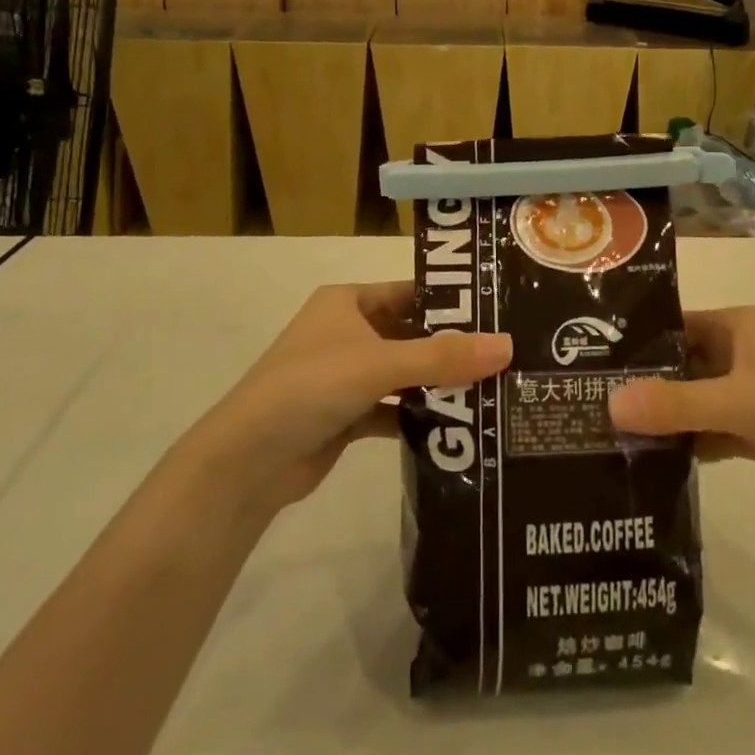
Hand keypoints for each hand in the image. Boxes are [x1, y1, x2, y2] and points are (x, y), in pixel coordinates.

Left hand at [185, 283, 511, 518]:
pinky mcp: (346, 415)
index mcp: (348, 302)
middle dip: (452, 347)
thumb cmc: (310, 387)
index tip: (498, 312)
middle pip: (411, 334)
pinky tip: (458, 427)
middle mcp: (347, 332)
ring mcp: (346, 375)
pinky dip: (419, 416)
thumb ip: (443, 356)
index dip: (451, 301)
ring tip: (494, 390)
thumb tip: (508, 345)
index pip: (410, 292)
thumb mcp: (379, 364)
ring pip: (404, 373)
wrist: (247, 462)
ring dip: (438, 383)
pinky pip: (393, 408)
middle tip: (506, 355)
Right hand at [608, 306, 754, 525]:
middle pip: (679, 364)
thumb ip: (676, 404)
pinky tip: (649, 460)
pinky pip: (709, 430)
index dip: (635, 341)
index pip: (673, 325)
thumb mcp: (740, 403)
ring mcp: (749, 394)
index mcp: (739, 326)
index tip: (587, 360)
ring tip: (604, 432)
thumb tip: (608, 404)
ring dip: (661, 417)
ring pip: (692, 400)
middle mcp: (740, 353)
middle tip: (585, 401)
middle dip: (641, 383)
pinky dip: (685, 443)